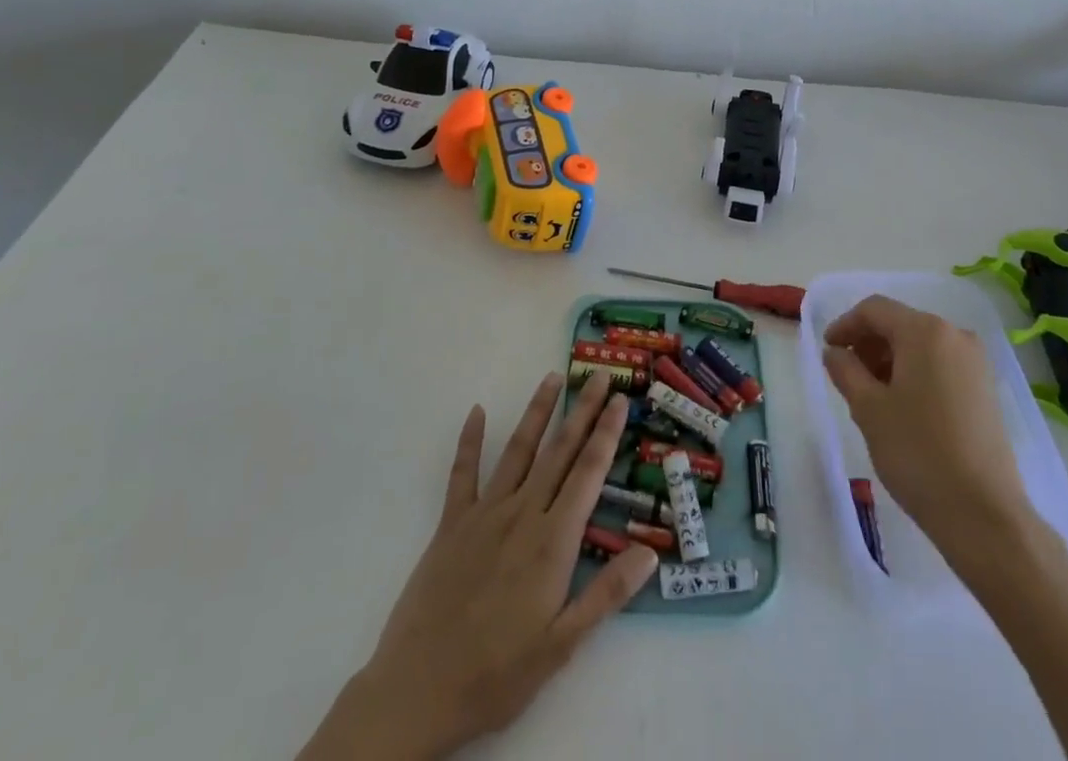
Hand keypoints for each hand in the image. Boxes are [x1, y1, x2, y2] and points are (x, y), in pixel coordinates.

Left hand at [301, 372, 657, 760]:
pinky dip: (470, 440)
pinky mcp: (451, 524)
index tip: (620, 401)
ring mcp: (484, 514)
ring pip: (518, 450)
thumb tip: (650, 552)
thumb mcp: (562, 646)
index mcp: (552, 542)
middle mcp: (522, 514)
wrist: (417, 692)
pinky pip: (463, 473)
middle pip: (559, 451)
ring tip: (553, 378)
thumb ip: (607, 595)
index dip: (606, 435)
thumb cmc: (496, 675)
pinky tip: (476, 411)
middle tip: (600, 375)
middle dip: (582, 411)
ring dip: (537, 411)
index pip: (587, 474)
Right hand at [821, 295, 1029, 539]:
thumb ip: (845, 370)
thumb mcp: (868, 409)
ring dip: (890, 360)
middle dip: (868, 344)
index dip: (845, 325)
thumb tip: (834, 352)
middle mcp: (955, 336)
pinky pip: (940, 365)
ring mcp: (976, 363)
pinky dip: (914, 373)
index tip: (827, 350)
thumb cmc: (918, 453)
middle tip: (846, 375)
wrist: (984, 516)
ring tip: (870, 395)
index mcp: (925, 331)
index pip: (874, 310)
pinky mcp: (985, 390)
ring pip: (920, 346)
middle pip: (900, 324)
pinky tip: (901, 407)